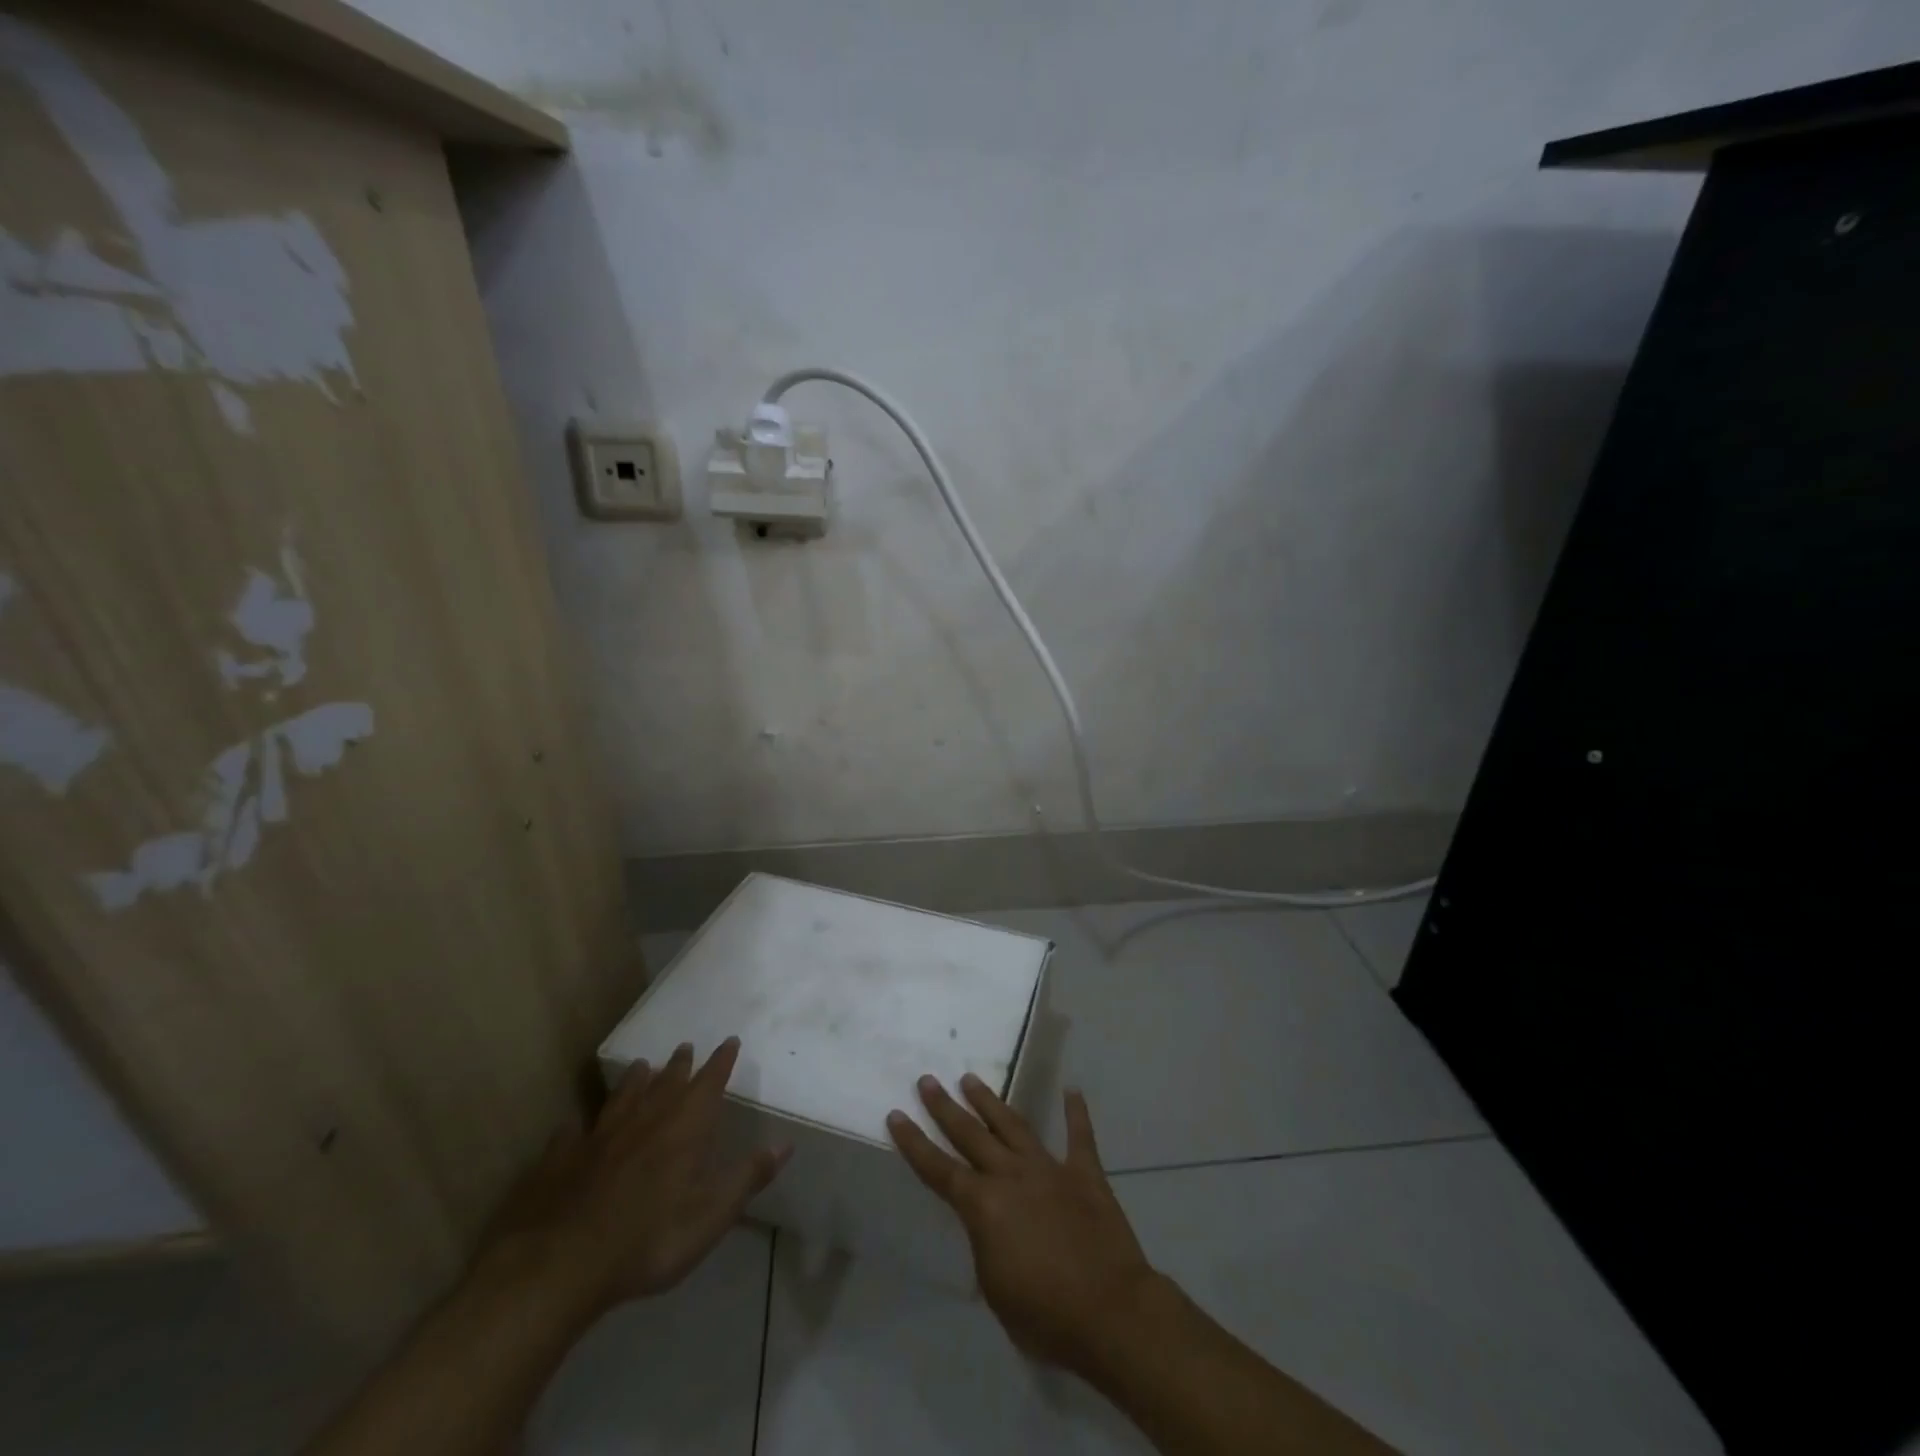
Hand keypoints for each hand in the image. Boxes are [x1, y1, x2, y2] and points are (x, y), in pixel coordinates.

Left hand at [480, 1038, 790, 1318]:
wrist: (558, 1264)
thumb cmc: (648, 1240)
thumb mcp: (710, 1216)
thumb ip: (747, 1177)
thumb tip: (785, 1144)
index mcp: (684, 1127)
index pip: (709, 1082)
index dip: (721, 1061)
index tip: (730, 1041)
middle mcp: (645, 1119)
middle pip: (667, 1082)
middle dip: (680, 1065)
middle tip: (685, 1047)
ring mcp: (599, 1136)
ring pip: (622, 1096)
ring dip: (635, 1080)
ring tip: (642, 1066)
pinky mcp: (560, 1158)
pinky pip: (573, 1133)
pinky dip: (580, 1126)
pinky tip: (575, 1127)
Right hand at [887, 1074, 1159, 1373]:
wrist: (1110, 1312)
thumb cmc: (1045, 1316)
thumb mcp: (995, 1290)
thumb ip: (987, 1245)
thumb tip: (990, 1226)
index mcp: (984, 1206)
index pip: (939, 1169)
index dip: (914, 1143)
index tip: (897, 1114)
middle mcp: (1012, 1176)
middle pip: (972, 1135)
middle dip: (946, 1107)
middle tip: (928, 1080)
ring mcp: (1050, 1169)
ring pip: (1014, 1125)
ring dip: (991, 1102)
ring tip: (971, 1079)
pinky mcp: (1086, 1174)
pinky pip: (1080, 1136)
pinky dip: (1076, 1113)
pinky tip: (1072, 1090)